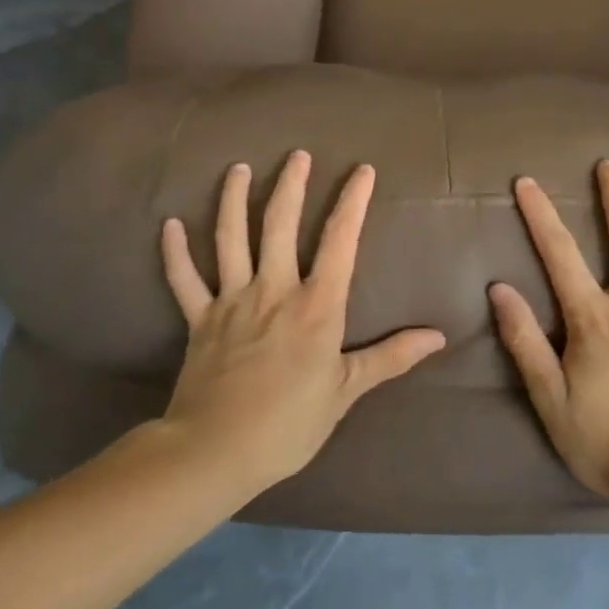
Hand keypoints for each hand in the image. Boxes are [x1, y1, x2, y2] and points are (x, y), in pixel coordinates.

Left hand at [157, 151, 446, 499]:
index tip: (362, 170)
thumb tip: (438, 338)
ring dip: (233, 200)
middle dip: (291, 185)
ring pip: (230, 239)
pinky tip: (169, 224)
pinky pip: (183, 279)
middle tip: (297, 154)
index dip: (352, 202)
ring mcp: (231, 301)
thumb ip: (391, 358)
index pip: (340, 240)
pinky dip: (174, 252)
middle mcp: (273, 290)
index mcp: (316, 305)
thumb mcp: (347, 391)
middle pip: (280, 225)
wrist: (213, 453)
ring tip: (238, 168)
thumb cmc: (289, 423)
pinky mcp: (199, 320)